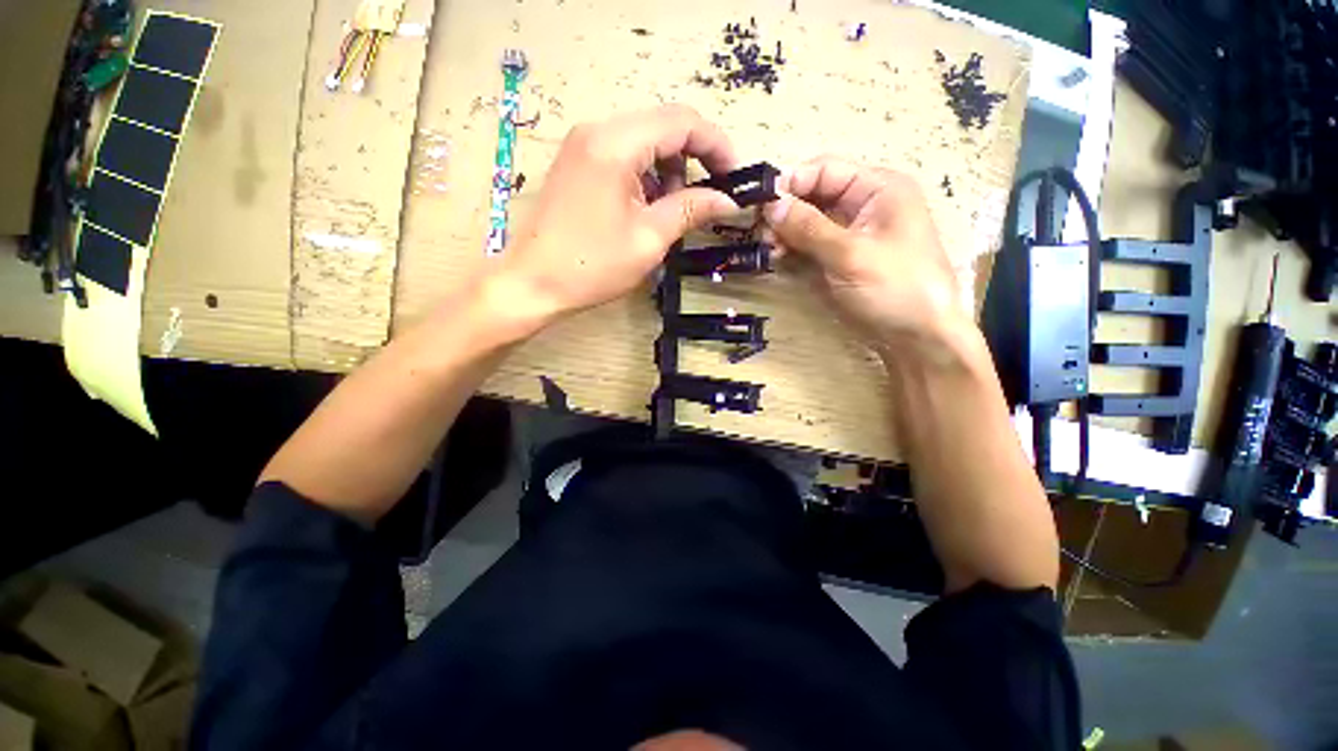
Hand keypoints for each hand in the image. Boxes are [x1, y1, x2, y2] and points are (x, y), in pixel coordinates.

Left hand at [489, 105, 740, 329]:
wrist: (532, 283)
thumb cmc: (591, 266)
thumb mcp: (649, 239)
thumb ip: (691, 209)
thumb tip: (728, 199)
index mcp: (616, 143)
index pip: (682, 121)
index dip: (717, 145)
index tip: (735, 177)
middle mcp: (598, 130)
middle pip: (663, 126)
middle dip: (695, 158)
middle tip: (711, 196)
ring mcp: (583, 144)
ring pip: (645, 141)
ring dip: (671, 169)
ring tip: (676, 209)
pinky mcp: (578, 162)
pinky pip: (624, 155)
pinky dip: (647, 176)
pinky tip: (649, 207)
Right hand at [763, 158, 966, 349]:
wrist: (918, 336)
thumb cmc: (895, 287)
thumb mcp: (850, 254)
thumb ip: (808, 227)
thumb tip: (770, 204)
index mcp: (878, 188)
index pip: (825, 170)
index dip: (791, 182)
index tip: (759, 203)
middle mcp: (864, 203)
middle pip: (815, 194)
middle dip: (786, 210)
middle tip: (759, 232)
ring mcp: (852, 232)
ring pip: (809, 220)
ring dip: (786, 231)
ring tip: (767, 248)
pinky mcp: (842, 256)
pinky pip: (812, 243)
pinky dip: (793, 247)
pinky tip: (778, 257)